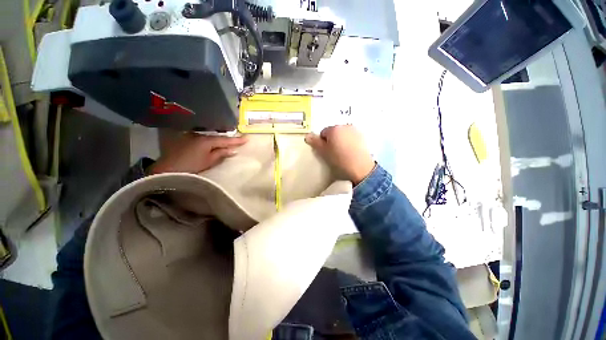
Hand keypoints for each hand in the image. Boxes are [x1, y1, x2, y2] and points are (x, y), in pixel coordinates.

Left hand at [149, 133, 247, 174]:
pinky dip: (211, 141)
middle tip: (240, 140)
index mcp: (207, 140)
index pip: (225, 140)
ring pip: (211, 137)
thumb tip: (233, 150)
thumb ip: (221, 154)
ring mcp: (192, 136)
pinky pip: (204, 139)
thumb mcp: (209, 161)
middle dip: (229, 139)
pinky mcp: (187, 140)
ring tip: (229, 141)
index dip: (237, 140)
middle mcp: (199, 135)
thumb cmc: (190, 166)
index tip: (247, 139)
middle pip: (218, 137)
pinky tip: (215, 143)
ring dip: (220, 139)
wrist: (166, 169)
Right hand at [305, 125, 374, 184]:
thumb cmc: (339, 160)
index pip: (323, 132)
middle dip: (332, 140)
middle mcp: (345, 126)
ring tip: (343, 153)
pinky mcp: (362, 137)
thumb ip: (315, 142)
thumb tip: (307, 135)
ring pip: (342, 134)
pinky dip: (349, 142)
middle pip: (333, 132)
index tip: (326, 152)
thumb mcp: (324, 153)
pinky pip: (351, 137)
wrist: (360, 168)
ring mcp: (355, 131)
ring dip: (340, 140)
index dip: (322, 142)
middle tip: (333, 153)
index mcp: (334, 129)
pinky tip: (350, 152)